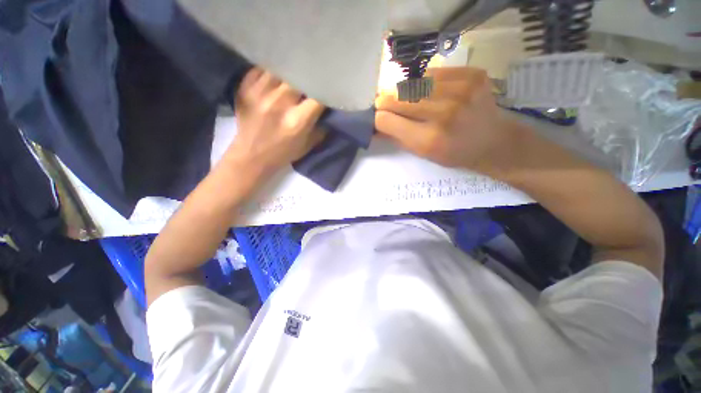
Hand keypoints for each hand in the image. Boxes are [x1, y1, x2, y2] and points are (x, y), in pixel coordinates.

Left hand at [228, 68, 325, 173]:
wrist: (251, 156)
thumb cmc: (283, 153)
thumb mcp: (308, 145)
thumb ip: (320, 127)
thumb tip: (328, 111)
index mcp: (298, 121)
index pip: (318, 96)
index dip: (325, 90)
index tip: (328, 88)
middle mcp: (280, 103)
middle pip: (299, 76)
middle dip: (308, 77)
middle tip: (310, 79)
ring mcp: (260, 93)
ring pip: (280, 68)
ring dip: (289, 71)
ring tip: (293, 73)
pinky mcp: (245, 88)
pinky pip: (262, 69)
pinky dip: (272, 71)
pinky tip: (276, 77)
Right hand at [375, 67, 522, 174]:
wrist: (493, 141)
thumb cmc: (454, 153)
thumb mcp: (422, 154)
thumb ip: (396, 138)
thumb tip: (375, 124)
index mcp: (429, 140)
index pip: (386, 120)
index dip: (378, 117)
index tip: (378, 117)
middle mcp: (444, 114)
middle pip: (398, 98)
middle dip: (386, 101)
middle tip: (384, 103)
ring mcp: (461, 90)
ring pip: (413, 83)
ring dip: (404, 91)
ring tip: (406, 97)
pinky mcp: (472, 75)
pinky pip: (434, 73)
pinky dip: (425, 82)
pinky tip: (428, 91)